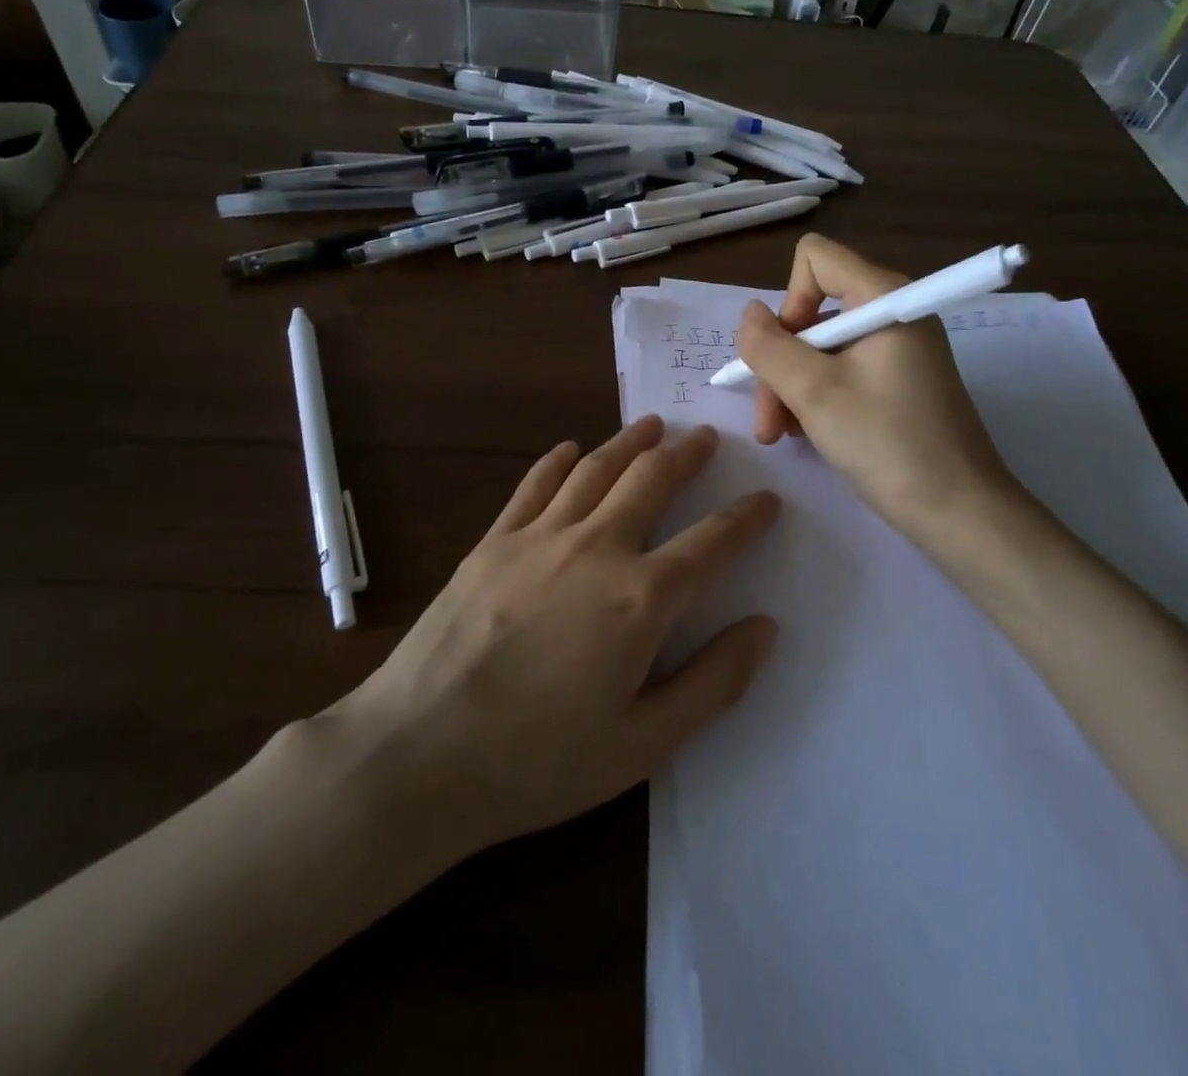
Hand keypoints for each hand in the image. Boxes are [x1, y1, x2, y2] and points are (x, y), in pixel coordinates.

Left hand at [327, 415, 779, 856]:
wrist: (420, 752)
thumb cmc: (540, 761)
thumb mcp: (644, 744)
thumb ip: (713, 682)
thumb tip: (764, 627)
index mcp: (640, 598)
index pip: (711, 542)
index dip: (746, 517)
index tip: (766, 498)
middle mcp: (595, 548)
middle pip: (652, 480)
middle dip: (686, 454)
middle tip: (706, 437)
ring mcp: (539, 537)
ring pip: (595, 469)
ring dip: (630, 442)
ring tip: (653, 425)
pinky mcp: (493, 541)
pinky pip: (534, 485)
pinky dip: (559, 460)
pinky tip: (570, 449)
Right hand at [735, 234, 1020, 540]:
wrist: (960, 512)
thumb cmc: (887, 443)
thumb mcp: (814, 392)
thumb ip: (769, 346)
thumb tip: (749, 315)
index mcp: (884, 297)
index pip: (816, 259)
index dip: (788, 301)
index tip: (787, 355)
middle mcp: (892, 313)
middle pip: (812, 312)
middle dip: (781, 363)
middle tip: (770, 421)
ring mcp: (897, 350)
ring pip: (820, 348)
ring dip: (791, 388)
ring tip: (782, 435)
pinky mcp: (898, 381)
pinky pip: (842, 371)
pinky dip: (816, 398)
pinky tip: (806, 435)